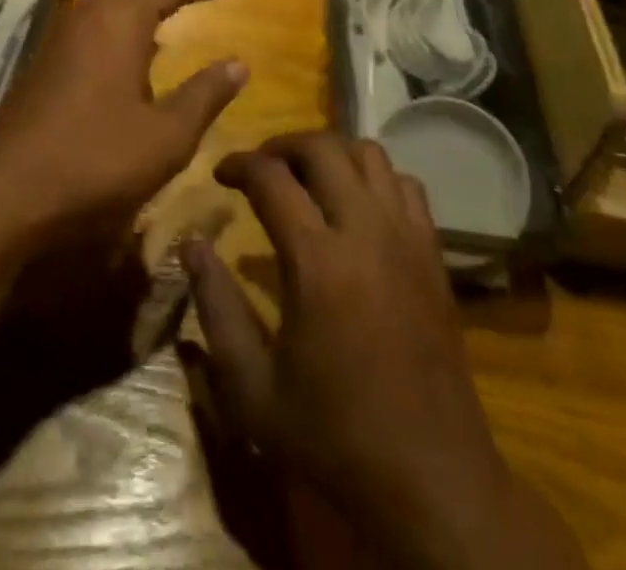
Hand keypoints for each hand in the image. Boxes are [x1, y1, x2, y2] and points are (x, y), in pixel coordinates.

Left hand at [0, 0, 244, 230]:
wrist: (9, 190)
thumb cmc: (96, 159)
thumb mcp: (166, 136)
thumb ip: (204, 95)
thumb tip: (239, 64)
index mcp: (119, 22)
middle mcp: (87, 16)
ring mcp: (59, 37)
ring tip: (166, 14)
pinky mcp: (44, 60)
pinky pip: (90, 21)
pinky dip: (117, 19)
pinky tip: (127, 53)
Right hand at [185, 133, 583, 569]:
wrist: (431, 479)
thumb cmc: (333, 436)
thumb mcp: (252, 389)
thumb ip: (217, 308)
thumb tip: (192, 245)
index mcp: (316, 260)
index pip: (270, 178)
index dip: (238, 164)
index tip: (220, 173)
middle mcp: (364, 230)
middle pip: (322, 148)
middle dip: (283, 146)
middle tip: (260, 168)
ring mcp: (406, 237)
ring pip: (369, 153)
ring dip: (331, 153)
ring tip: (308, 179)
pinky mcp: (433, 253)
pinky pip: (406, 184)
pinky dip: (375, 177)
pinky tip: (358, 206)